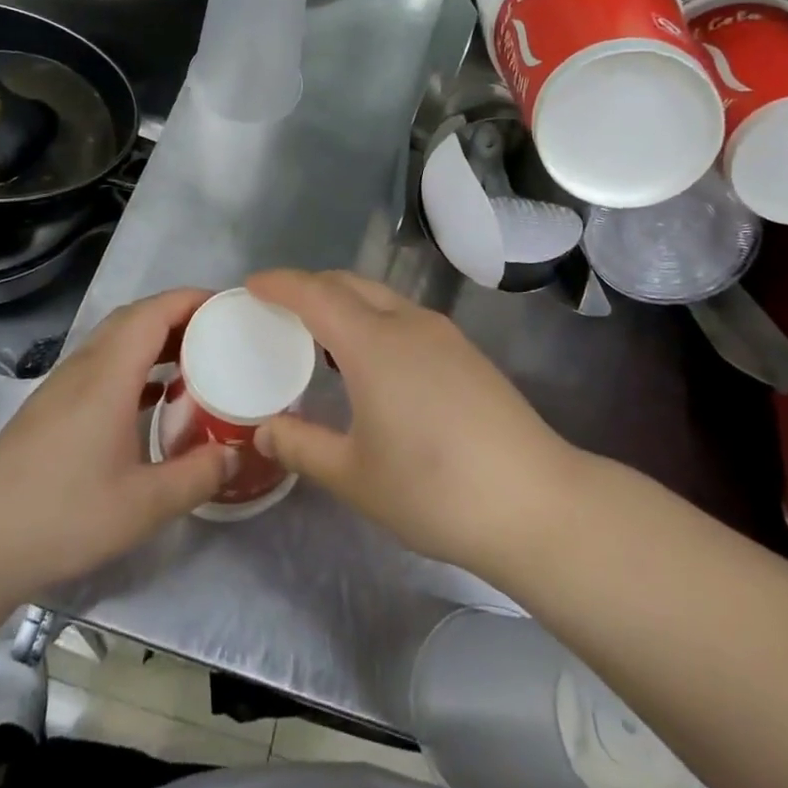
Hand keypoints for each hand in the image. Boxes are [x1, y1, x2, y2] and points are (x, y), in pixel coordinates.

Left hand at [0, 288, 231, 602]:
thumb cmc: (62, 516)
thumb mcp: (142, 506)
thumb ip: (196, 476)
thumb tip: (235, 453)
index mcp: (108, 374)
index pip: (153, 312)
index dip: (191, 300)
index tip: (229, 306)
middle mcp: (84, 367)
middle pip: (134, 318)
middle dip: (178, 315)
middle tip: (220, 334)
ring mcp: (62, 385)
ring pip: (115, 340)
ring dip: (154, 339)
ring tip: (194, 361)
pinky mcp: (50, 407)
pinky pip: (101, 364)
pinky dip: (134, 364)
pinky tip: (151, 397)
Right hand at [247, 270, 580, 578]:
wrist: (536, 503)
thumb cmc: (434, 490)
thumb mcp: (354, 476)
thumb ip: (301, 447)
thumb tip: (263, 431)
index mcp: (374, 343)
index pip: (315, 293)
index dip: (280, 284)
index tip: (251, 285)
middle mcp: (408, 323)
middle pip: (349, 284)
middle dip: (309, 287)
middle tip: (279, 310)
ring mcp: (443, 334)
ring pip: (381, 297)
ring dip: (344, 302)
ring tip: (320, 336)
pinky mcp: (466, 353)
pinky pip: (405, 317)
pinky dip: (373, 320)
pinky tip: (371, 362)